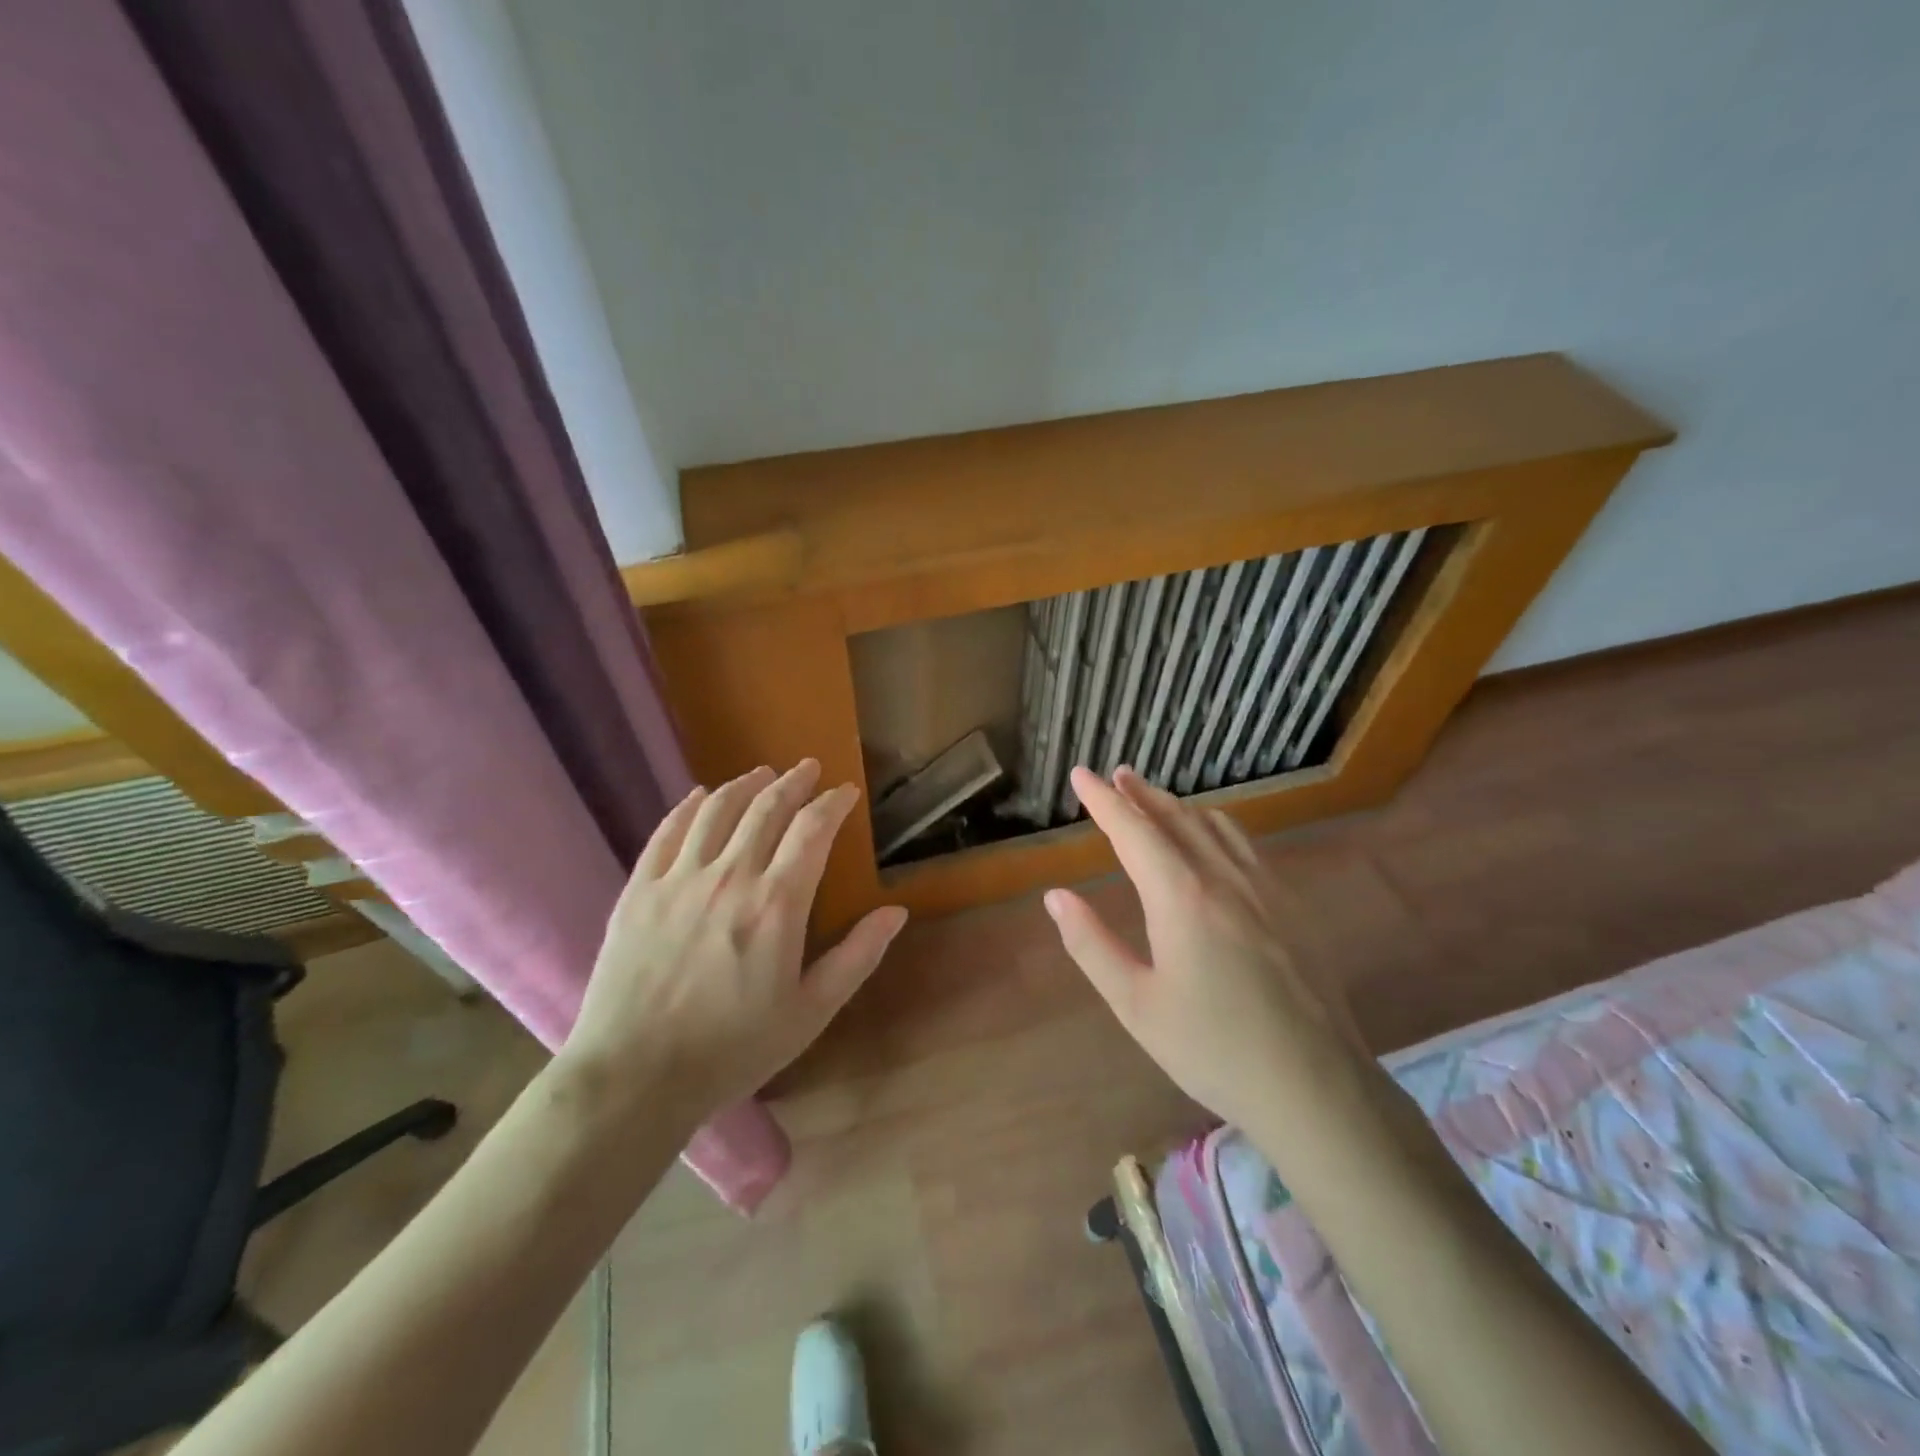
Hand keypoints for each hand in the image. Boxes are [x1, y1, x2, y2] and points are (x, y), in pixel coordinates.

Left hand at [559, 760, 907, 1124]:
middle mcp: (730, 876)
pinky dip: (689, 806)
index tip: (845, 792)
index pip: (812, 830)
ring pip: (717, 810)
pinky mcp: (639, 890)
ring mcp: (679, 879)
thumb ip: (857, 957)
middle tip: (808, 769)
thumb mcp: (811, 1012)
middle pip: (766, 808)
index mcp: (777, 904)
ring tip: (762, 773)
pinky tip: (700, 796)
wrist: (634, 1078)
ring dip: (745, 784)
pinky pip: (667, 832)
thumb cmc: (733, 1049)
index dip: (832, 804)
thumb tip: (896, 911)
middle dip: (793, 782)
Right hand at [1043, 766, 1368, 1132]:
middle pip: (1177, 818)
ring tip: (1156, 799)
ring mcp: (1265, 888)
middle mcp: (1224, 878)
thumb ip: (1092, 945)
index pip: (1133, 831)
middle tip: (1117, 775)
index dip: (1103, 800)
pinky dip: (1216, 827)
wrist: (1315, 1087)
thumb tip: (1055, 897)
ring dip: (1179, 806)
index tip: (1081, 774)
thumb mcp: (1136, 1005)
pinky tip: (1213, 840)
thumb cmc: (1213, 1049)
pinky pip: (1246, 846)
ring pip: (1216, 826)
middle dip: (1141, 793)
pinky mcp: (1292, 907)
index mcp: (1180, 897)